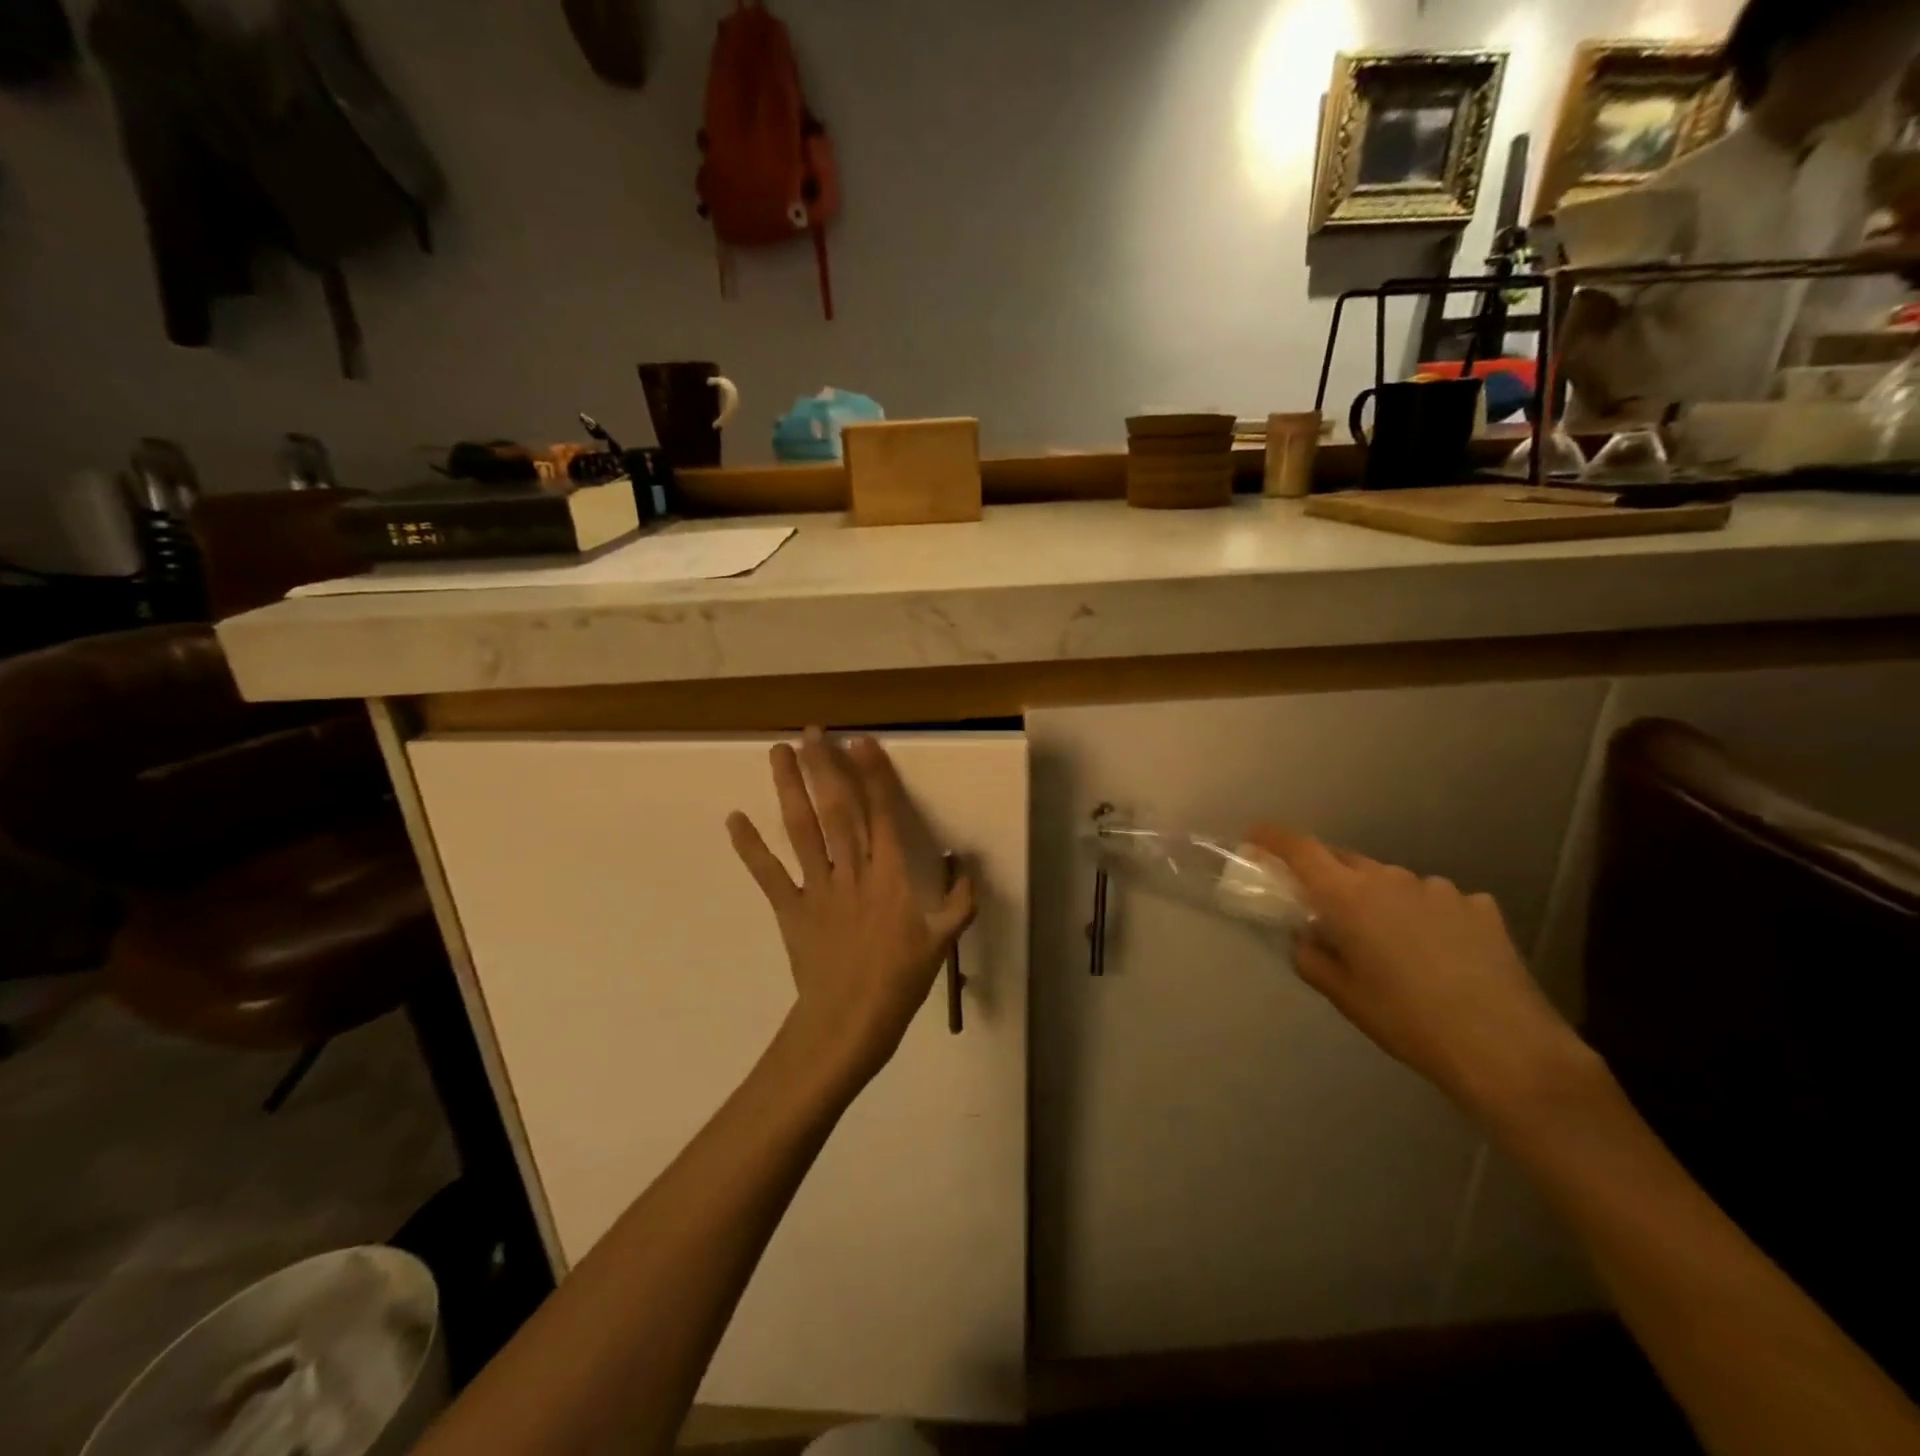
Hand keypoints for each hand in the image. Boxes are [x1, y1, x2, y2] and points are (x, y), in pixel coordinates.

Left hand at [728, 730, 974, 1086]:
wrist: (849, 1024)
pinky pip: (769, 874)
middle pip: (837, 809)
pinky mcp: (790, 909)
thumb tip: (969, 870)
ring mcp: (817, 887)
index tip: (861, 742)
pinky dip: (750, 847)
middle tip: (812, 731)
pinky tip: (734, 819)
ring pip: (803, 829)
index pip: (882, 814)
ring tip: (779, 752)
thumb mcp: (941, 944)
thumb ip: (959, 904)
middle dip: (825, 767)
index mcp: (890, 876)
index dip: (873, 775)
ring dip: (790, 789)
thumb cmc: (899, 983)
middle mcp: (852, 871)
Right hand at [1250, 826, 1596, 1117]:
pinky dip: (1425, 916)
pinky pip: (1437, 901)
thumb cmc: (1407, 1021)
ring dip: (1380, 900)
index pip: (1300, 848)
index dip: (1273, 838)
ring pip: (1392, 882)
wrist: (1506, 1048)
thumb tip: (1305, 936)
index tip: (1255, 839)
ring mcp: (1439, 889)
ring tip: (1392, 945)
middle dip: (1327, 876)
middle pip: (1345, 860)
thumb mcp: (1343, 995)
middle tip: (1324, 909)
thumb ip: (1311, 956)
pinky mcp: (1479, 907)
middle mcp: (1390, 878)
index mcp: (1348, 895)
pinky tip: (1441, 954)